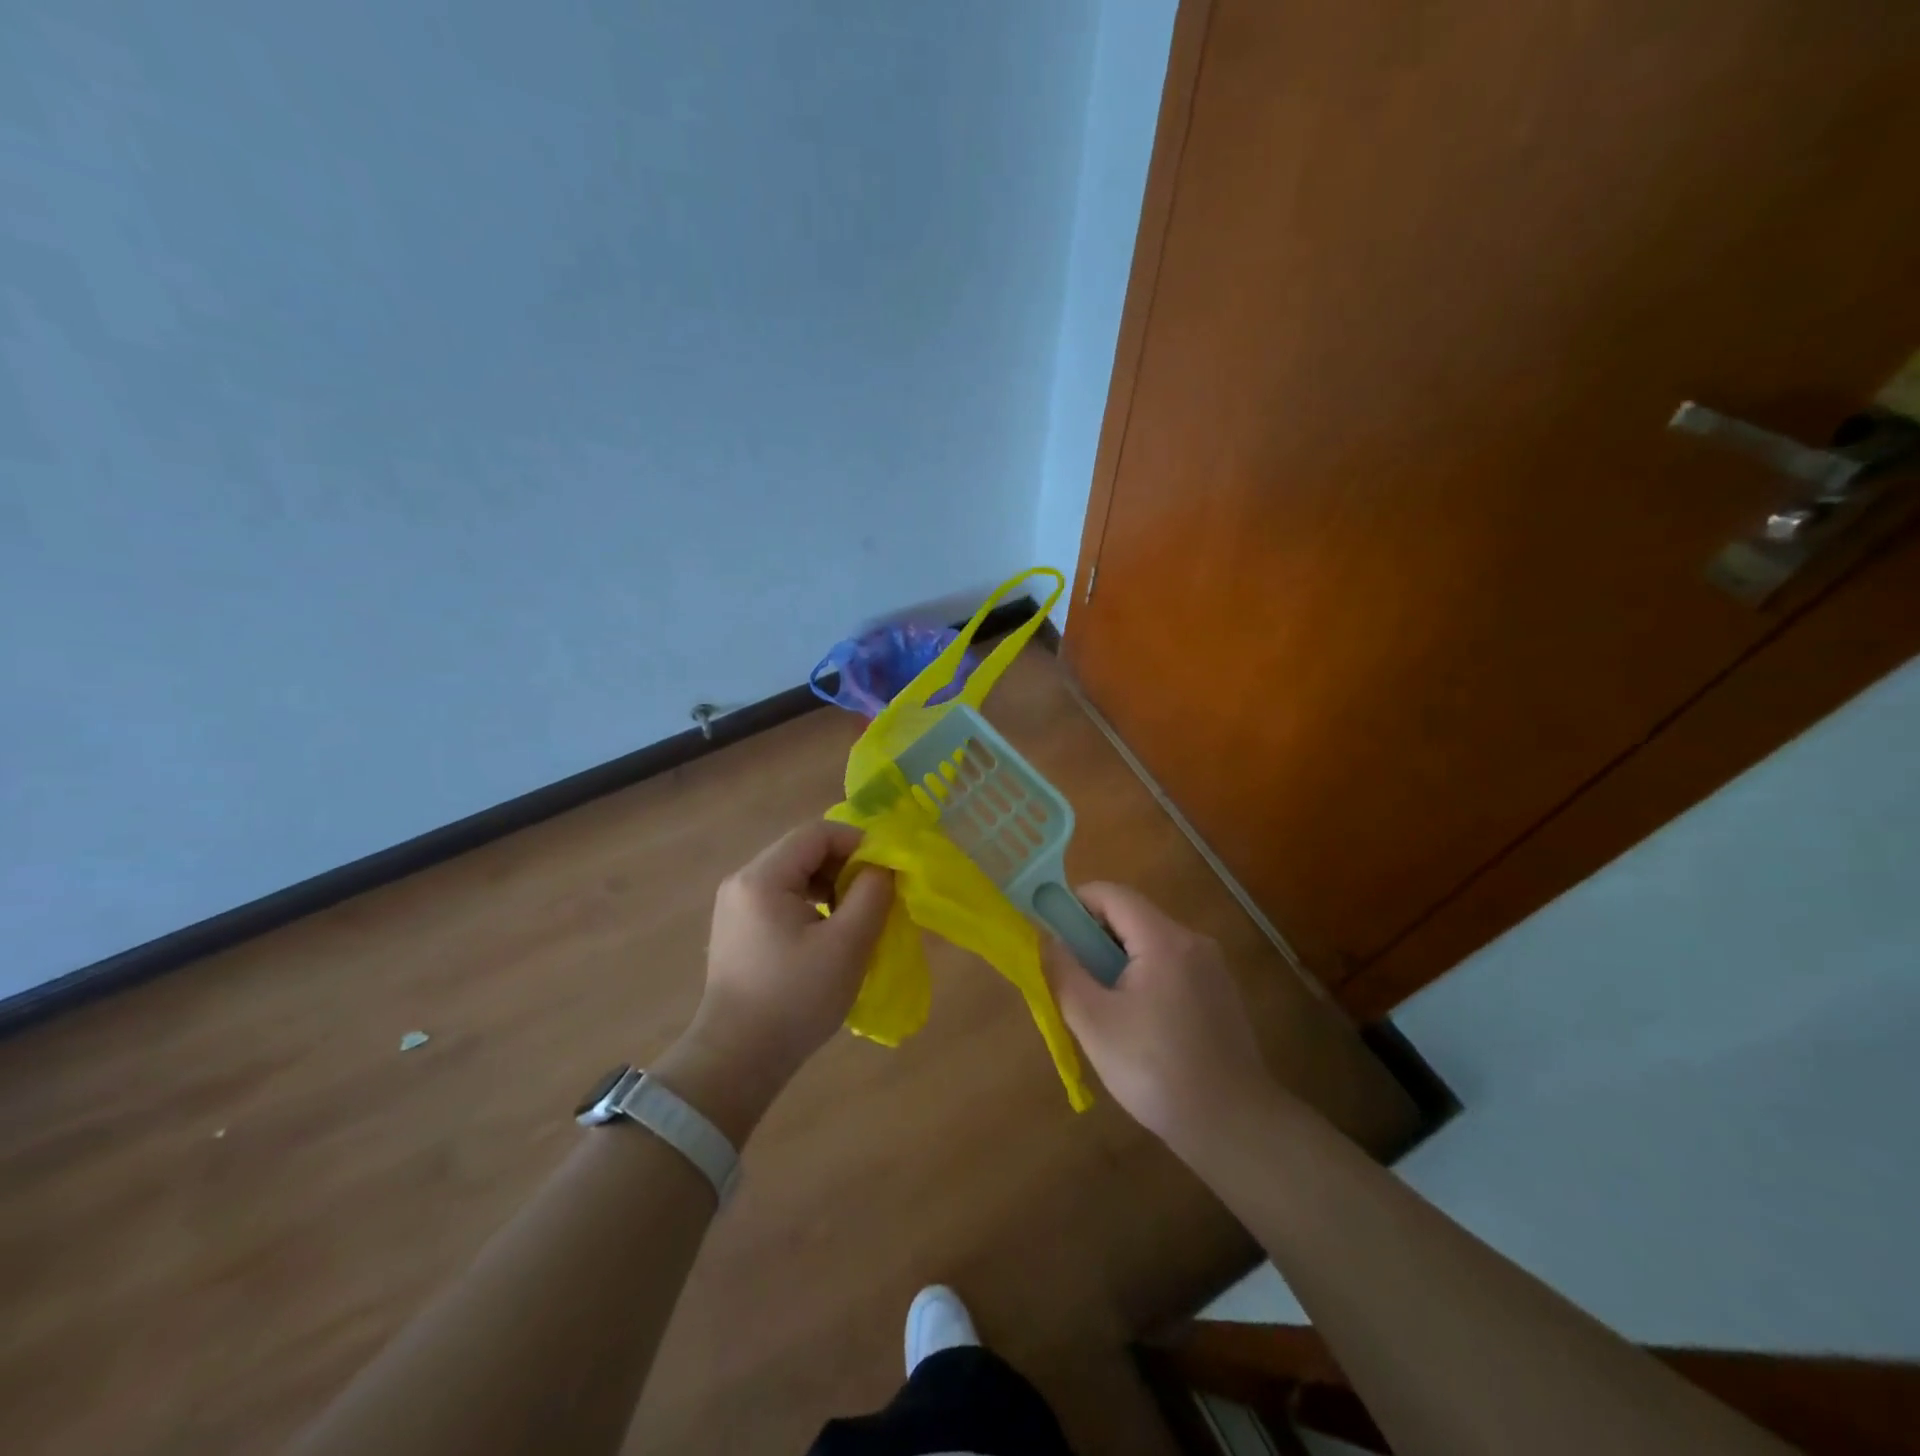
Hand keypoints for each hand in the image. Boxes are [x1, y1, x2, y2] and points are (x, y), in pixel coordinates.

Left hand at [652, 822, 892, 1142]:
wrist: (736, 1061)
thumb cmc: (795, 998)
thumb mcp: (847, 944)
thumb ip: (872, 894)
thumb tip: (883, 866)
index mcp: (763, 877)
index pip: (818, 833)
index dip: (859, 842)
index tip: (887, 871)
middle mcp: (743, 881)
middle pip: (804, 851)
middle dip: (846, 866)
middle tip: (876, 896)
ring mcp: (736, 906)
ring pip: (795, 875)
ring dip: (832, 886)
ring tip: (857, 917)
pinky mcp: (738, 930)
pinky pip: (782, 898)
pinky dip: (812, 905)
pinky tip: (829, 935)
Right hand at [1044, 883, 1269, 1145]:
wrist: (1234, 1126)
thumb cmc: (1155, 1070)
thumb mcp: (1094, 1022)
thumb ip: (1064, 972)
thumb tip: (1047, 938)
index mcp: (1164, 940)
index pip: (1112, 894)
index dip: (1075, 903)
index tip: (1051, 932)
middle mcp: (1193, 941)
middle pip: (1132, 916)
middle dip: (1094, 936)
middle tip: (1070, 974)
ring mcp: (1212, 967)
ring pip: (1151, 942)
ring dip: (1117, 959)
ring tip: (1098, 1003)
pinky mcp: (1220, 992)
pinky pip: (1171, 965)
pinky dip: (1143, 976)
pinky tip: (1134, 1021)